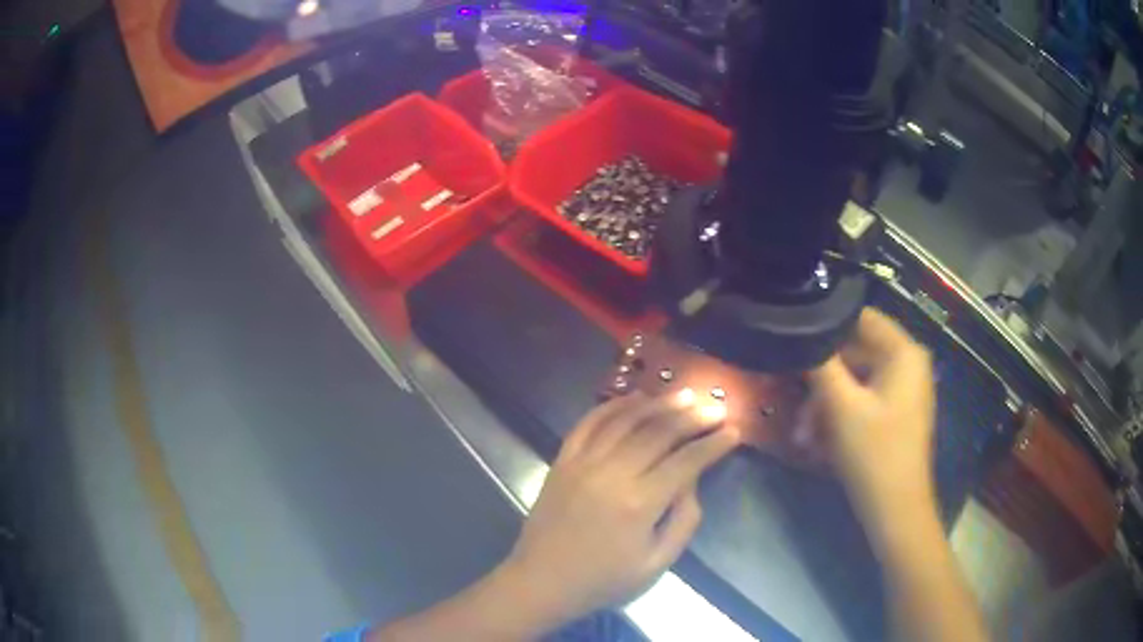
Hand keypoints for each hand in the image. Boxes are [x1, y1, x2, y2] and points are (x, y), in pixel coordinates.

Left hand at [499, 392, 739, 628]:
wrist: (542, 581)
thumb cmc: (604, 580)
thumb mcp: (656, 564)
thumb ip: (683, 521)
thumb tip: (692, 481)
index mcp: (639, 503)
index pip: (686, 461)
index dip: (713, 444)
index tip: (733, 432)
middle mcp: (611, 473)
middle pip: (659, 432)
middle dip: (693, 416)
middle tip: (715, 406)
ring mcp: (583, 462)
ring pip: (626, 419)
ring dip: (658, 403)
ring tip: (684, 395)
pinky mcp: (562, 460)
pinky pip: (589, 422)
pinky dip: (614, 406)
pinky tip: (634, 398)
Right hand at [804, 308, 937, 527]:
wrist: (895, 510)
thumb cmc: (874, 453)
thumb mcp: (841, 406)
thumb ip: (820, 364)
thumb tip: (799, 334)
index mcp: (903, 352)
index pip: (861, 317)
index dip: (826, 325)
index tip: (795, 339)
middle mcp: (906, 364)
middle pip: (855, 352)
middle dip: (821, 378)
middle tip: (791, 399)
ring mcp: (901, 390)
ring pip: (854, 380)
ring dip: (825, 403)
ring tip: (802, 434)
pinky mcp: (894, 414)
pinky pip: (861, 401)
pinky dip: (839, 415)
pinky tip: (817, 441)